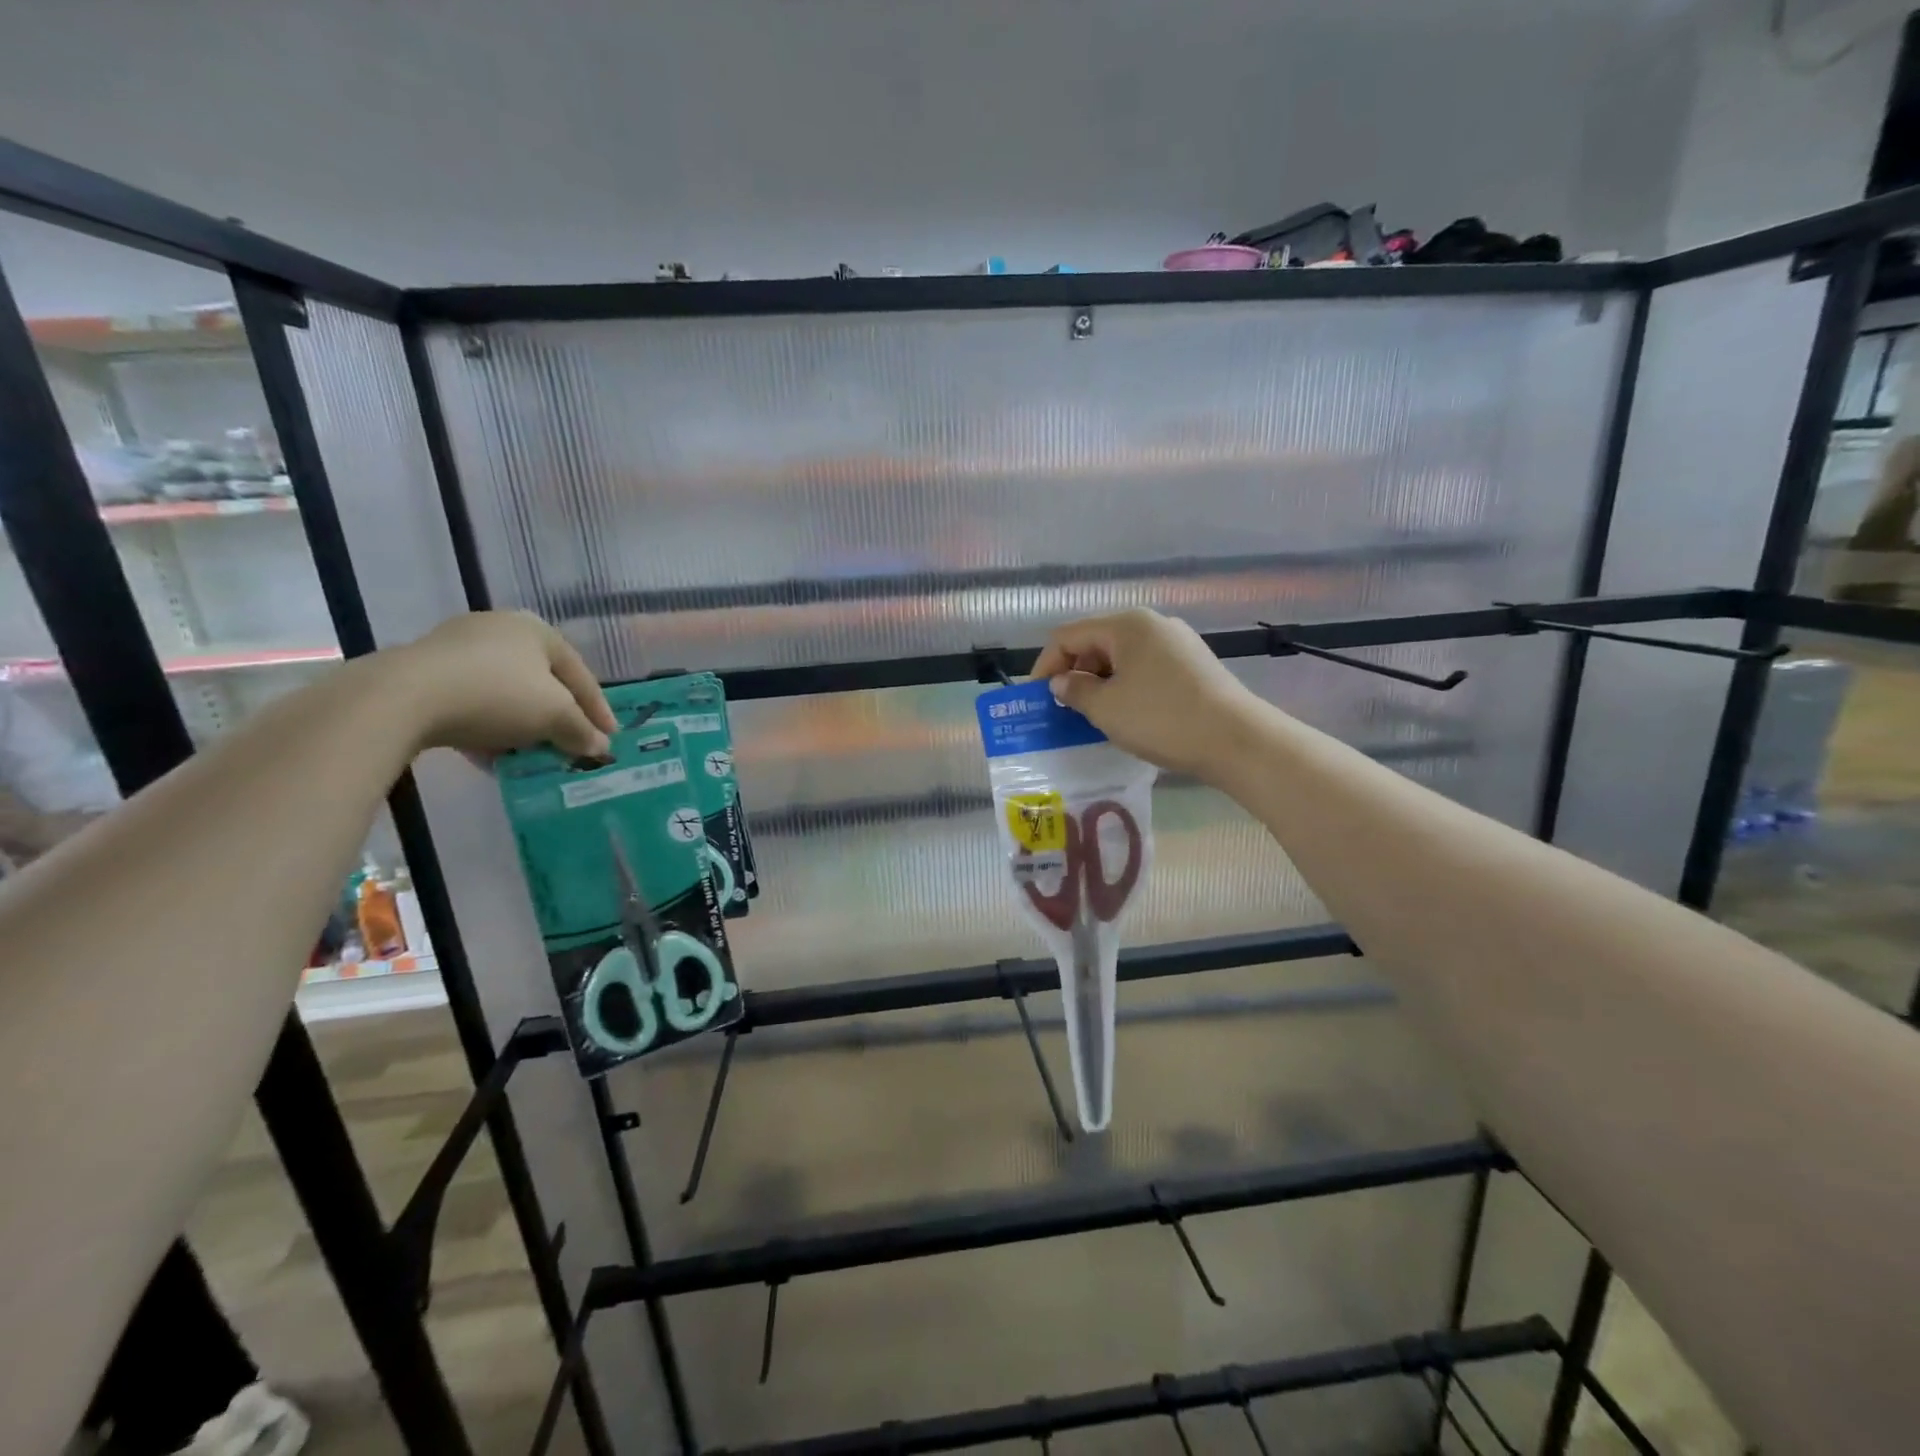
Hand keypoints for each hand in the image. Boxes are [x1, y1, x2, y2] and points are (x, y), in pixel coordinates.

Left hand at [389, 612, 615, 758]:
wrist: (403, 697)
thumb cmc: (497, 695)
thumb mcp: (554, 716)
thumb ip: (582, 731)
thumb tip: (600, 748)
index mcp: (537, 630)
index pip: (580, 674)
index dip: (599, 710)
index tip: (609, 738)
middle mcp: (500, 628)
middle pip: (542, 681)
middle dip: (558, 716)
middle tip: (571, 743)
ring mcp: (457, 647)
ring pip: (506, 691)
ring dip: (522, 724)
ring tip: (531, 752)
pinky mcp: (424, 670)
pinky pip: (471, 700)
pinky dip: (488, 725)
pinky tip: (491, 753)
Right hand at [1030, 609, 1262, 779]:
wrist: (1236, 739)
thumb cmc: (1161, 719)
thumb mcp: (1106, 708)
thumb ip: (1075, 691)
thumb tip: (1062, 682)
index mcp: (1126, 625)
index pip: (1068, 636)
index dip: (1045, 665)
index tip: (1036, 698)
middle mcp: (1152, 625)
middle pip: (1096, 642)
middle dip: (1075, 674)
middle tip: (1064, 710)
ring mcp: (1177, 643)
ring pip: (1122, 658)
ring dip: (1101, 683)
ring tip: (1093, 716)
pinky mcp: (1194, 665)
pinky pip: (1146, 669)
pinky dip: (1127, 687)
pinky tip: (1128, 715)